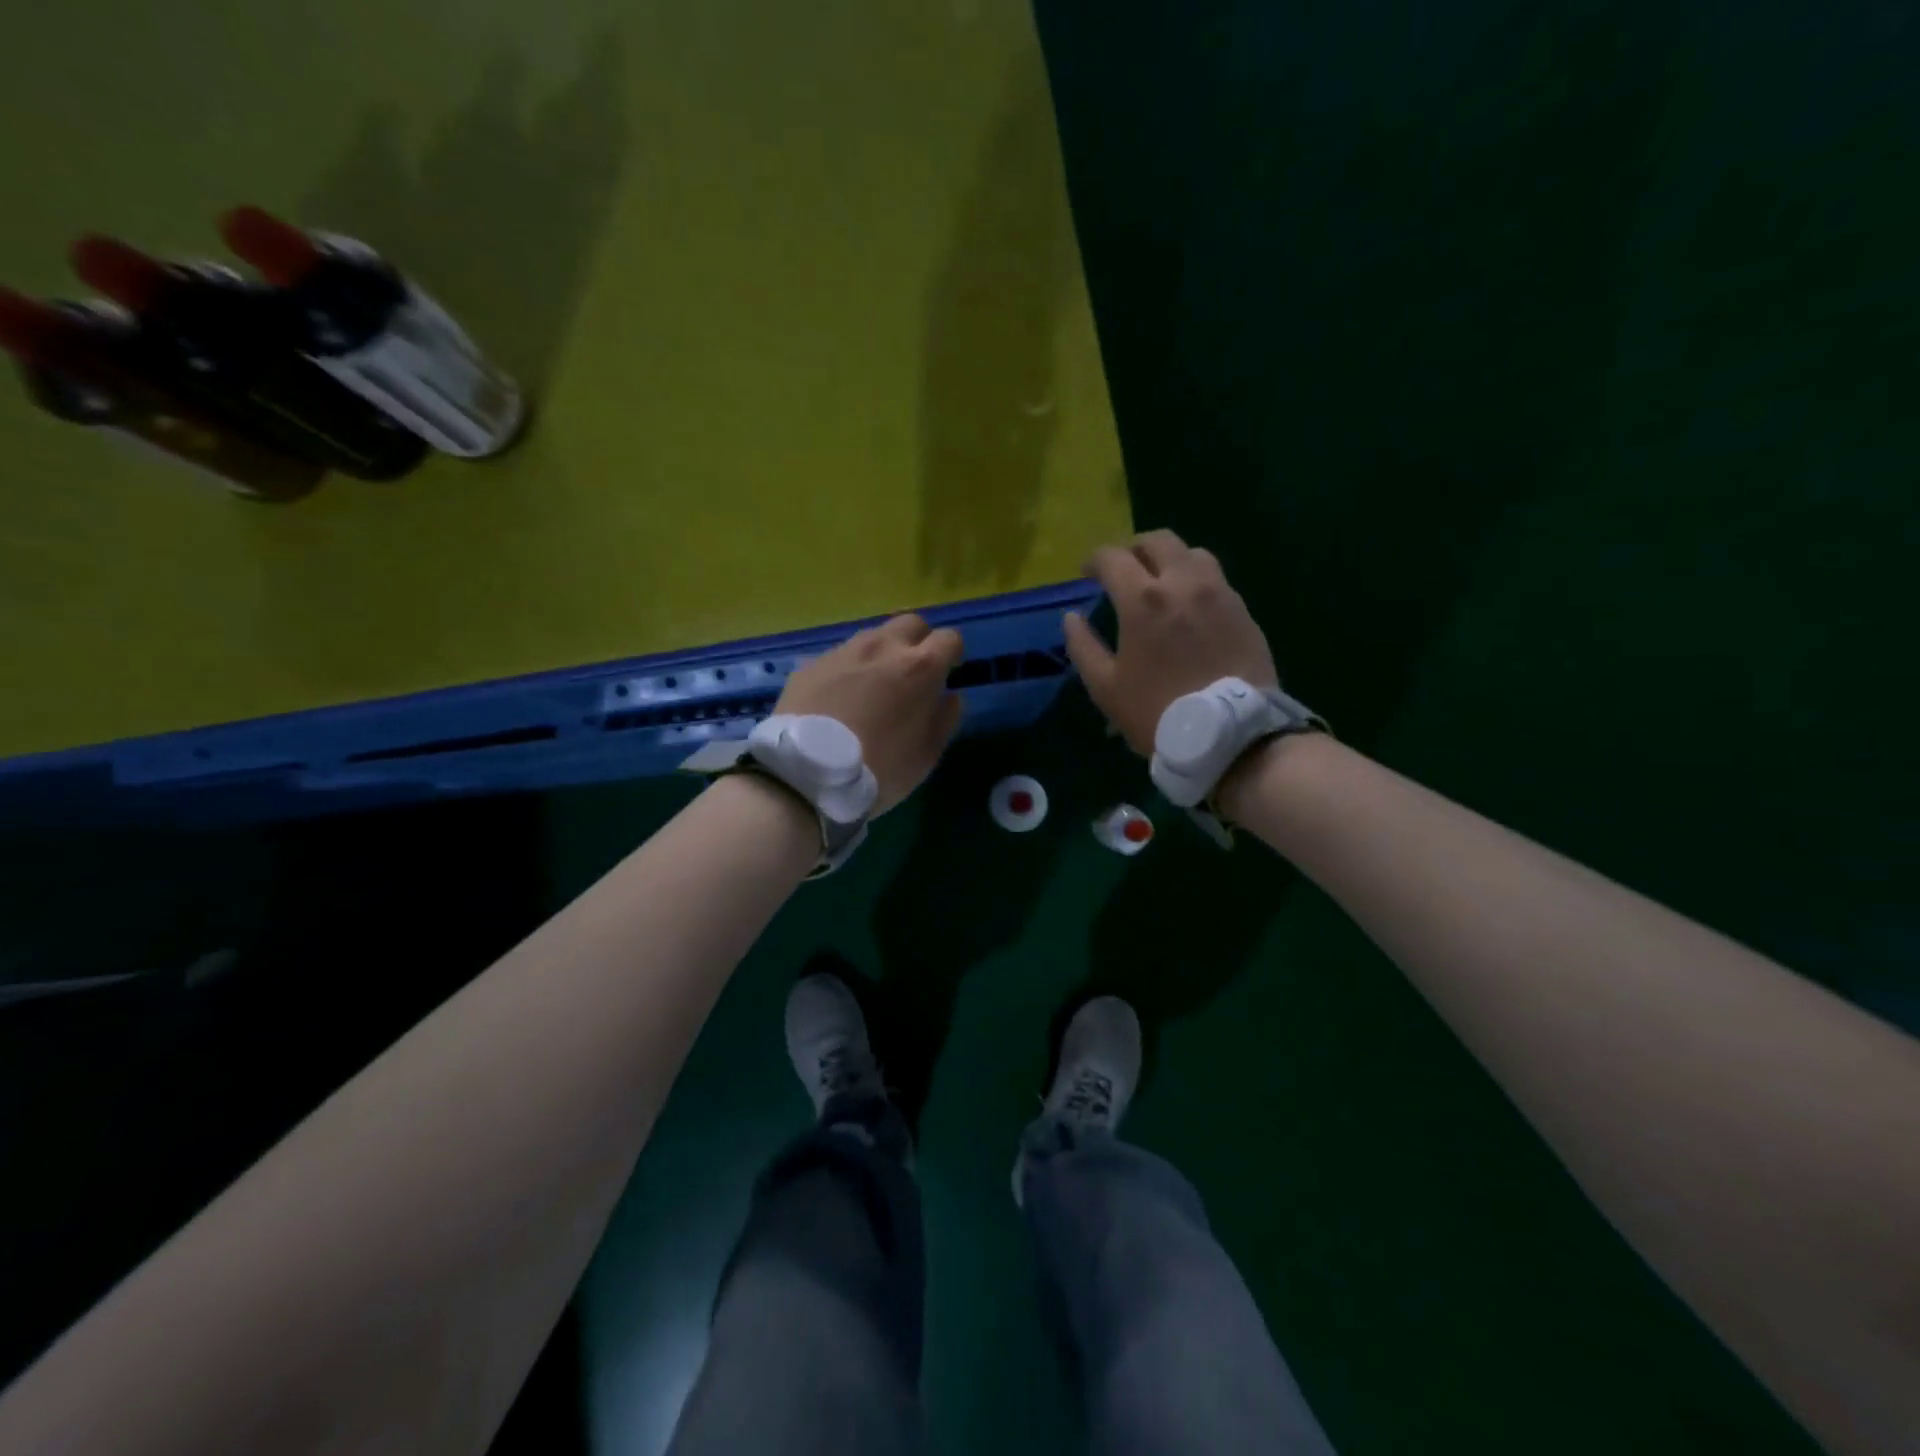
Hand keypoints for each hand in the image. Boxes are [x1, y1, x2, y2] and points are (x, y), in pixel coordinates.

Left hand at [776, 614, 965, 813]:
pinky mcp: (812, 663)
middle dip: (919, 641)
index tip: (948, 673)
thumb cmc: (878, 768)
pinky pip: (840, 656)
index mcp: (919, 667)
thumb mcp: (926, 756)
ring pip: (873, 635)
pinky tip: (840, 697)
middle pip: (911, 623)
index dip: (952, 654)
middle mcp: (883, 647)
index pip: (949, 638)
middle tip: (913, 673)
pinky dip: (849, 669)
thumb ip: (945, 719)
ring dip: (882, 652)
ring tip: (874, 685)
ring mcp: (844, 651)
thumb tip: (950, 697)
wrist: (805, 773)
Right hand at [1063, 530, 1277, 756]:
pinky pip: (1216, 580)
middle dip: (1134, 550)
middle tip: (1124, 572)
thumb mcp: (1106, 687)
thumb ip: (1083, 646)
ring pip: (1192, 554)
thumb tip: (1072, 617)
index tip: (1087, 573)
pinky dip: (1195, 582)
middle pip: (1157, 541)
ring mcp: (1219, 593)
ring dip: (1170, 560)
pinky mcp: (1243, 610)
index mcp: (1142, 599)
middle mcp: (1183, 583)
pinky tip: (1189, 609)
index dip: (1094, 560)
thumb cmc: (1157, 712)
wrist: (1229, 735)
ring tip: (1161, 584)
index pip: (1113, 557)